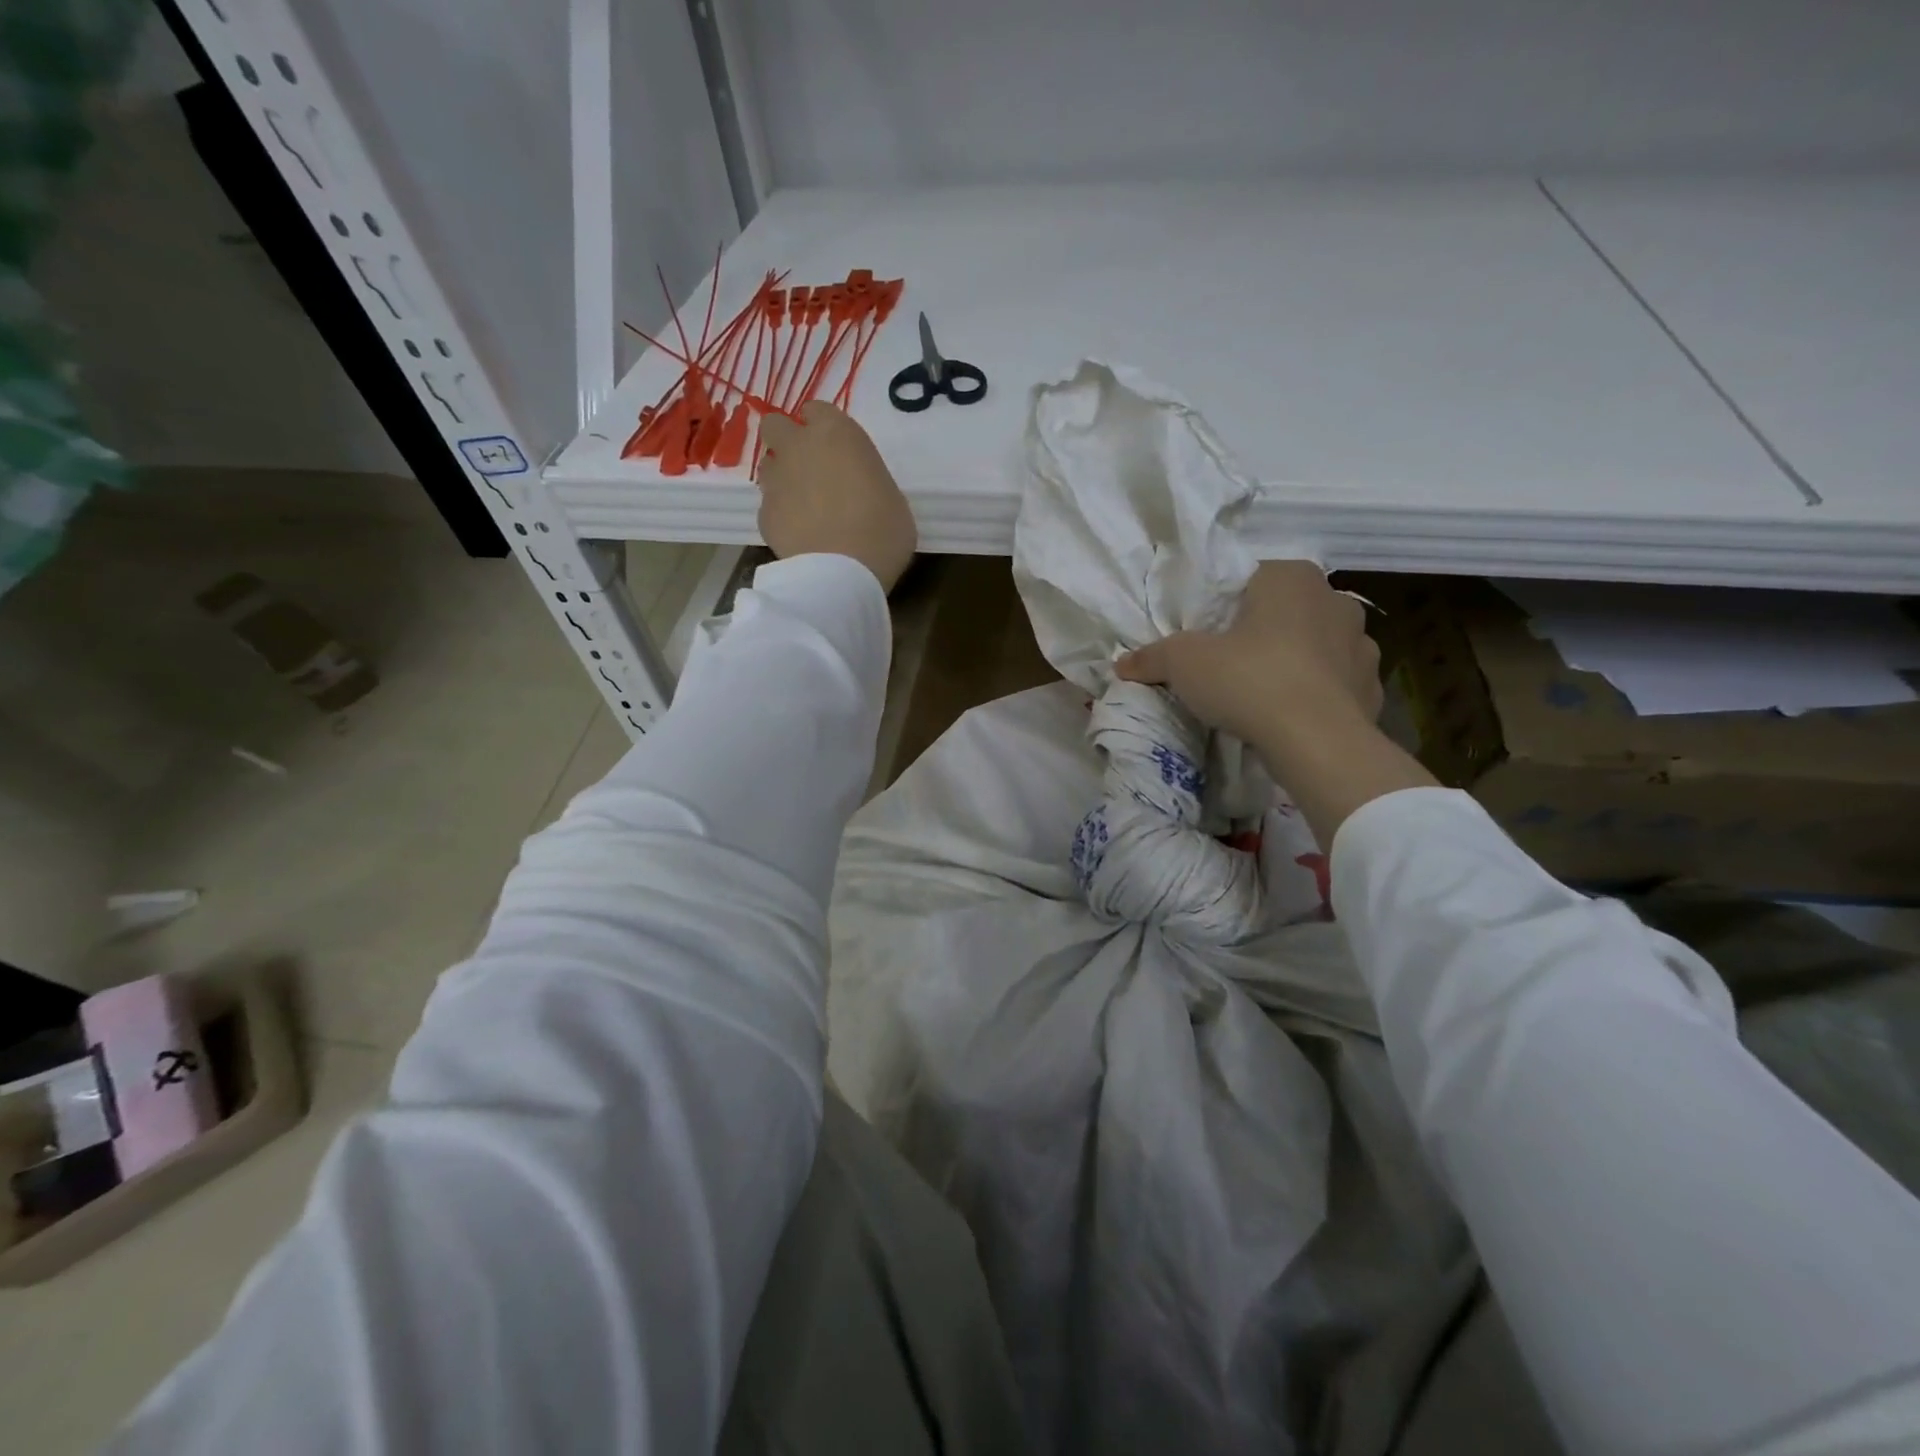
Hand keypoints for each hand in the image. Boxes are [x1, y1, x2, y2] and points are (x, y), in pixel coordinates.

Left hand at [756, 402, 916, 591]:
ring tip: (803, 505)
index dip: (822, 427)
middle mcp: (799, 447)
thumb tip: (860, 491)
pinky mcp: (763, 514)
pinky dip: (781, 515)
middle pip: (776, 425)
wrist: (841, 573)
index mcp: (836, 433)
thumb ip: (869, 482)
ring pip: (768, 465)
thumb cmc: (882, 532)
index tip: (835, 447)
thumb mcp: (893, 499)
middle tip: (809, 467)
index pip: (817, 410)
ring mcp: (776, 481)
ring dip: (781, 477)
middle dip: (787, 440)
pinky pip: (769, 506)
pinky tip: (799, 535)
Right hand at [1115, 561, 1383, 743]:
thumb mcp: (1183, 663)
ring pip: (1316, 645)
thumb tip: (1122, 663)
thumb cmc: (1248, 680)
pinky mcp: (1373, 687)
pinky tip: (1293, 715)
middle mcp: (1334, 599)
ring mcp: (1361, 644)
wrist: (1317, 742)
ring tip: (1263, 692)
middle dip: (1260, 632)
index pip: (1249, 579)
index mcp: (1291, 577)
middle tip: (1228, 663)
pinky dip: (1317, 693)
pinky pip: (1336, 682)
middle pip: (1284, 610)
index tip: (1205, 636)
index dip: (1222, 607)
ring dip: (1295, 660)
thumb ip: (1152, 656)